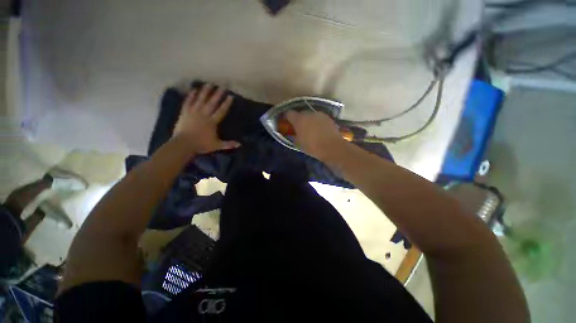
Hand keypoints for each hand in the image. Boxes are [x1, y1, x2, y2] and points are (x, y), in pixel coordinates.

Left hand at [173, 84, 240, 153]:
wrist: (183, 144)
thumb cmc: (201, 144)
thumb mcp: (217, 145)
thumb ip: (228, 144)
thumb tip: (240, 144)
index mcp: (212, 122)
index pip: (221, 111)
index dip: (226, 103)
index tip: (230, 96)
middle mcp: (204, 114)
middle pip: (212, 103)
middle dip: (217, 94)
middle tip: (222, 86)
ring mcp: (193, 112)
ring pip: (200, 100)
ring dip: (205, 92)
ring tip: (209, 84)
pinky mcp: (185, 112)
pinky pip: (188, 102)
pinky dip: (191, 96)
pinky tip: (194, 90)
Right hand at [285, 110, 347, 159]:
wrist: (332, 147)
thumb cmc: (312, 147)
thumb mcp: (299, 143)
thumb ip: (294, 135)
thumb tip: (293, 133)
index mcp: (299, 119)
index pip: (289, 113)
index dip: (287, 117)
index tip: (286, 121)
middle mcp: (309, 114)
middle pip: (301, 113)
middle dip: (299, 119)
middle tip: (299, 127)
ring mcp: (319, 114)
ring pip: (311, 115)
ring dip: (309, 120)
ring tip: (311, 129)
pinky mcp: (328, 117)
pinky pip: (319, 118)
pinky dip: (317, 122)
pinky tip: (319, 129)